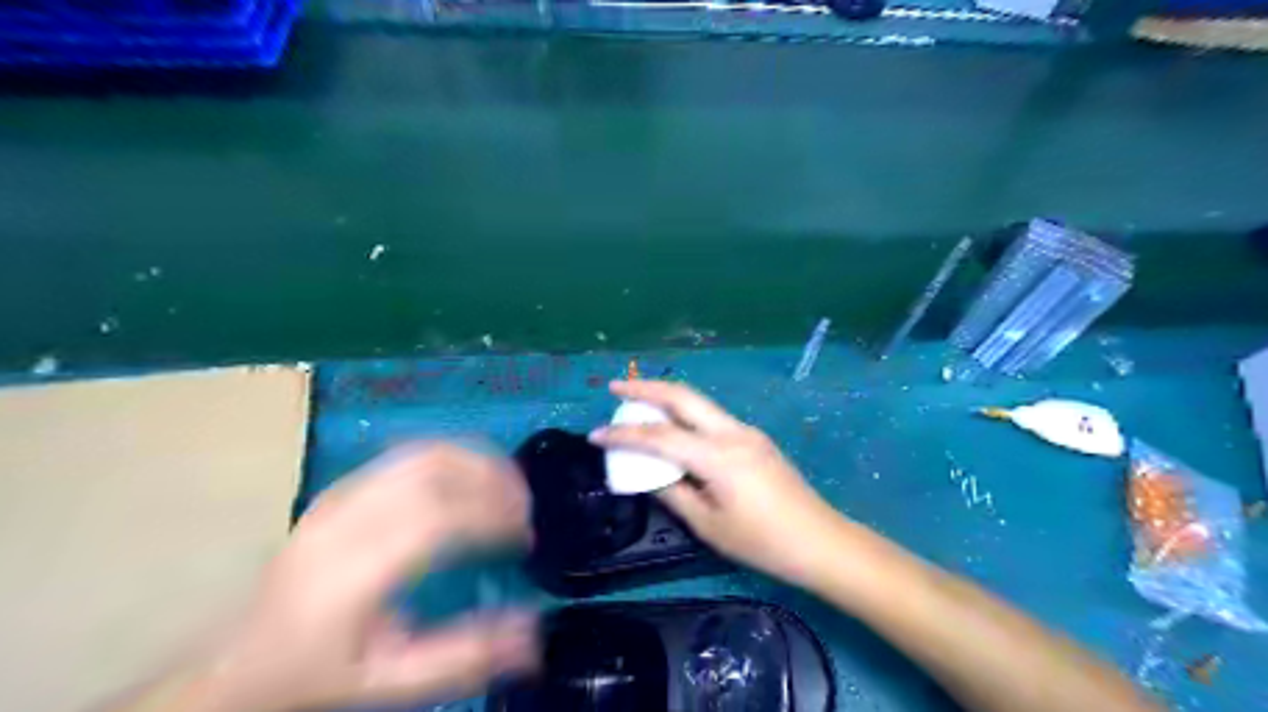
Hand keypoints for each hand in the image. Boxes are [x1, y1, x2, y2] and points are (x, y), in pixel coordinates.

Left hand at [188, 442, 534, 708]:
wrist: (237, 662)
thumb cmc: (317, 674)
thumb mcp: (391, 683)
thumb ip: (463, 658)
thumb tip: (532, 630)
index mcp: (355, 571)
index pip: (437, 519)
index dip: (491, 515)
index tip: (524, 535)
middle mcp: (346, 521)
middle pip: (433, 472)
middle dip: (491, 480)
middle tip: (525, 506)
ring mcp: (340, 497)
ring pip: (422, 454)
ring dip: (475, 462)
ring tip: (507, 487)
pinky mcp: (341, 489)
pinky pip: (407, 457)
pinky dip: (452, 458)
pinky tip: (470, 480)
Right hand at [589, 384, 844, 589]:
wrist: (820, 541)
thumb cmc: (763, 542)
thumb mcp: (709, 525)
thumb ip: (673, 494)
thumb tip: (649, 476)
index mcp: (717, 456)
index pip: (660, 436)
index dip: (624, 434)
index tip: (595, 434)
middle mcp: (731, 432)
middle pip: (683, 396)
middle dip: (646, 387)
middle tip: (615, 387)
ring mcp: (746, 431)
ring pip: (699, 402)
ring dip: (666, 397)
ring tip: (638, 402)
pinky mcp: (754, 438)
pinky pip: (712, 418)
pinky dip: (686, 413)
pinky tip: (674, 426)